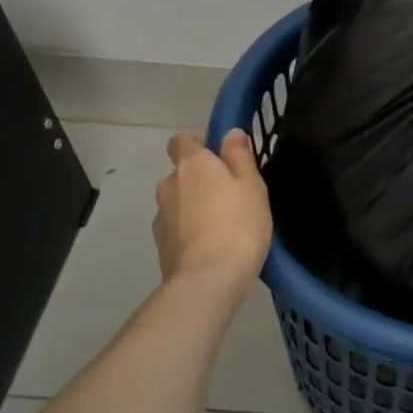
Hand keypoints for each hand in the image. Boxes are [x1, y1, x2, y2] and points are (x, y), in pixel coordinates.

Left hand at [153, 131, 272, 297]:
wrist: (209, 279)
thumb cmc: (238, 223)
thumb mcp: (252, 184)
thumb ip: (239, 155)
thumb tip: (229, 133)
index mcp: (191, 164)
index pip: (181, 140)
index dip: (199, 143)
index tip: (221, 156)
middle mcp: (169, 185)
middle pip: (182, 173)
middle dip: (201, 179)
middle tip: (232, 195)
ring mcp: (161, 217)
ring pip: (179, 201)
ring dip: (195, 206)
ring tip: (224, 225)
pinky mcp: (161, 245)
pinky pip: (177, 227)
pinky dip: (190, 230)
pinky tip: (212, 246)